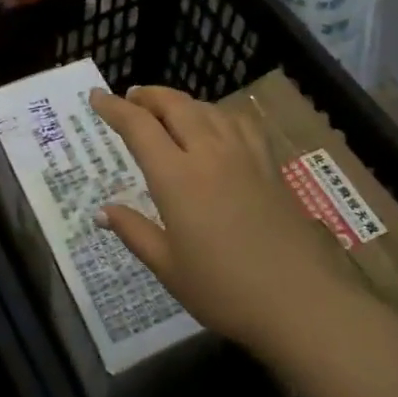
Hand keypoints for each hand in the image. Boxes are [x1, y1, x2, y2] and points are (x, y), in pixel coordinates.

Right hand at [89, 85, 343, 362]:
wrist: (301, 300)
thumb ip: (134, 232)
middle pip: (175, 105)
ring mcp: (244, 155)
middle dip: (148, 96)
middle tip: (130, 99)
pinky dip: (218, 113)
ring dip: (181, 102)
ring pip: (208, 108)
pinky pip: (239, 122)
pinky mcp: (269, 165)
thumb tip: (102, 211)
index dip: (114, 108)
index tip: (96, 96)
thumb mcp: (169, 267)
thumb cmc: (224, 290)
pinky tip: (218, 125)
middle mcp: (209, 153)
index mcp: (177, 177)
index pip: (138, 127)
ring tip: (168, 110)